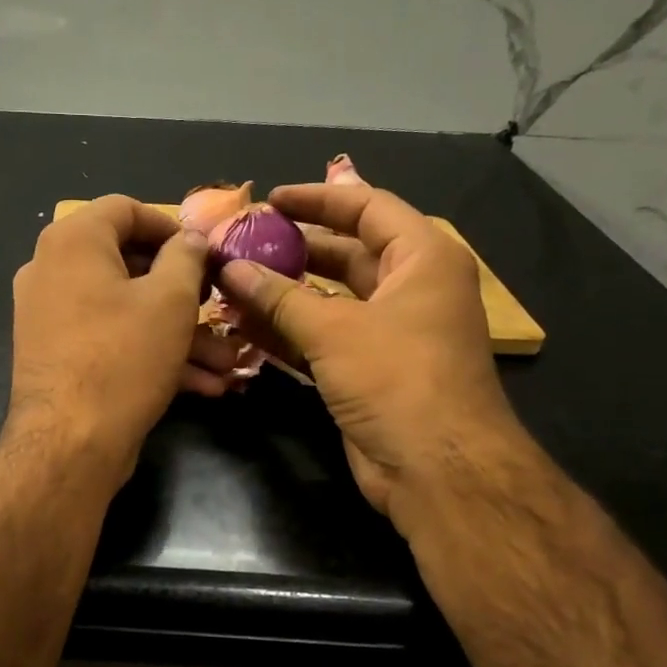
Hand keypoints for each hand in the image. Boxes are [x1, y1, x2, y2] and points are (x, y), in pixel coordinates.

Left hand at [5, 196, 229, 485]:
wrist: (69, 444)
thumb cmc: (123, 357)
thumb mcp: (170, 300)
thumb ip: (186, 257)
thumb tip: (190, 238)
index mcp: (72, 241)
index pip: (125, 209)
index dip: (171, 226)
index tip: (205, 253)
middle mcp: (51, 271)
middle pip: (127, 264)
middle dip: (184, 292)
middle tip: (217, 307)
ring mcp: (50, 317)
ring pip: (125, 310)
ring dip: (177, 333)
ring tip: (224, 361)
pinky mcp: (57, 356)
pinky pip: (109, 340)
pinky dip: (150, 353)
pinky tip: (200, 384)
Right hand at [217, 182, 523, 519]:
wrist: (436, 467)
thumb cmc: (397, 378)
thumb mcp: (335, 329)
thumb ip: (279, 296)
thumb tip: (230, 267)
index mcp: (421, 259)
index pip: (368, 207)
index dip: (317, 199)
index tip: (269, 200)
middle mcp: (409, 289)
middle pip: (346, 253)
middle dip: (294, 248)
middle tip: (242, 244)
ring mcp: (389, 333)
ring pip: (330, 299)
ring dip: (284, 294)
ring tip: (233, 283)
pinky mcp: (369, 370)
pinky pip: (323, 338)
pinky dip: (288, 331)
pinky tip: (245, 327)